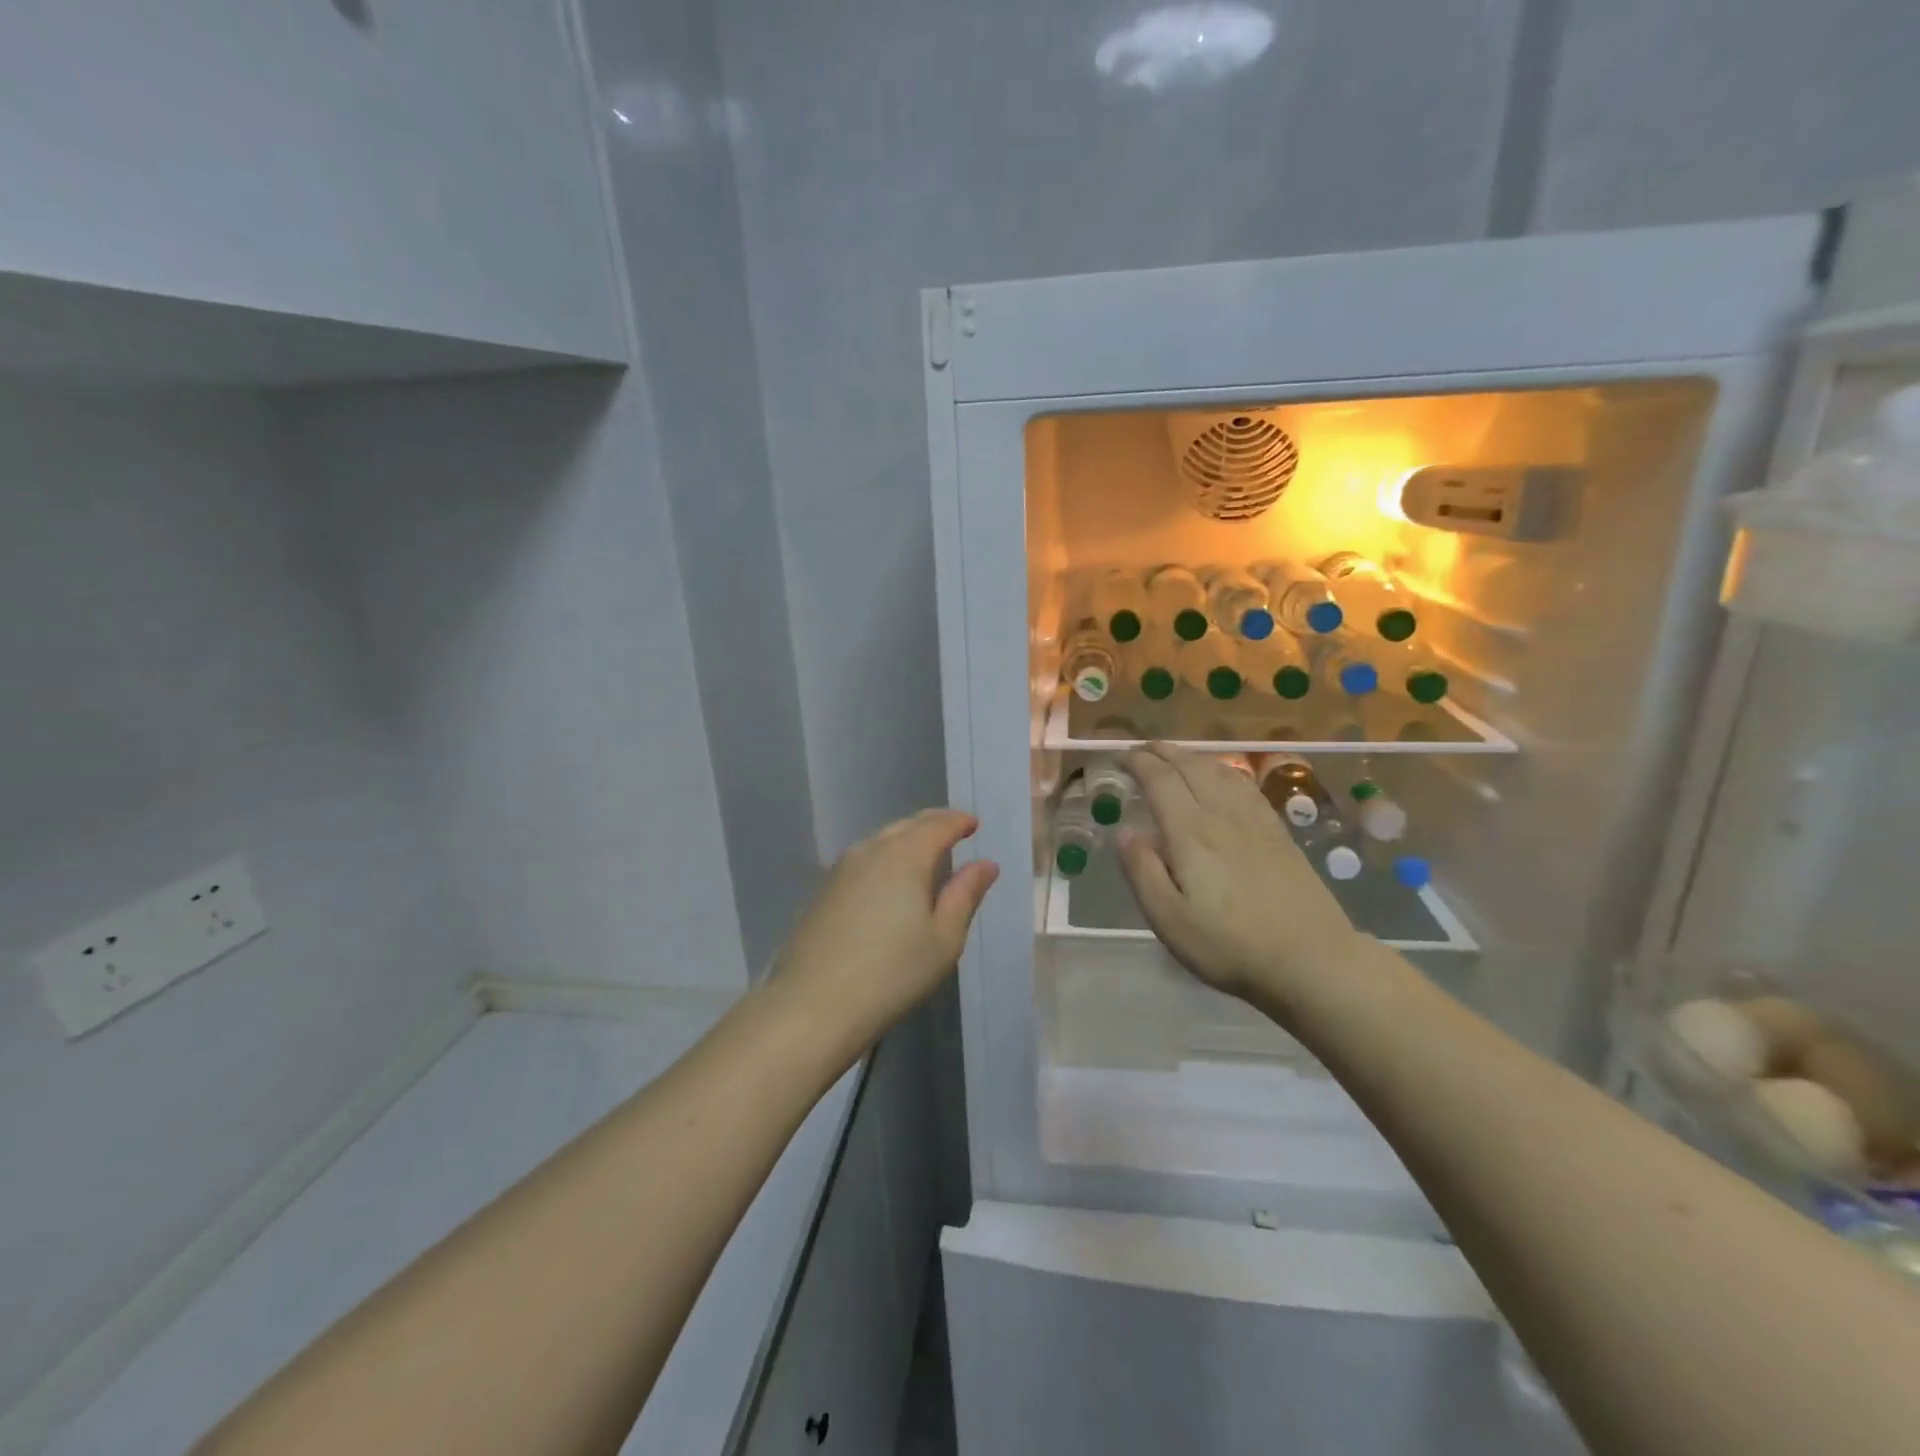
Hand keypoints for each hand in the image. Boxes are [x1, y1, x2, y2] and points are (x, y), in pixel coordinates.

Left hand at [772, 809, 999, 1057]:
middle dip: (933, 824)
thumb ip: (965, 895)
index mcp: (905, 856)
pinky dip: (885, 857)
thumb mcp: (944, 939)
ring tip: (926, 854)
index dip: (959, 821)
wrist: (813, 1005)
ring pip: (881, 840)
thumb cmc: (892, 974)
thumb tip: (985, 863)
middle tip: (954, 830)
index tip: (974, 824)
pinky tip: (890, 880)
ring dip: (907, 839)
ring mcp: (841, 869)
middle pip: (907, 826)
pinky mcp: (824, 890)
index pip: (938, 825)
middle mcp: (871, 851)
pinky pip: (863, 860)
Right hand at [1117, 744, 1357, 1007]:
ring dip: (1192, 756)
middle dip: (1162, 752)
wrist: (1311, 960)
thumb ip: (1142, 871)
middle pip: (1190, 766)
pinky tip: (1222, 779)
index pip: (1159, 780)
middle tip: (1141, 748)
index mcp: (1191, 833)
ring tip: (1175, 756)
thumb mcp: (1169, 919)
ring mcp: (1255, 821)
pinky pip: (1245, 786)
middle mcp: (1222, 815)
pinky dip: (1223, 771)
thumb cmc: (1230, 945)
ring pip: (1220, 771)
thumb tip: (1126, 831)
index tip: (1120, 756)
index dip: (1138, 762)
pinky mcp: (1278, 833)